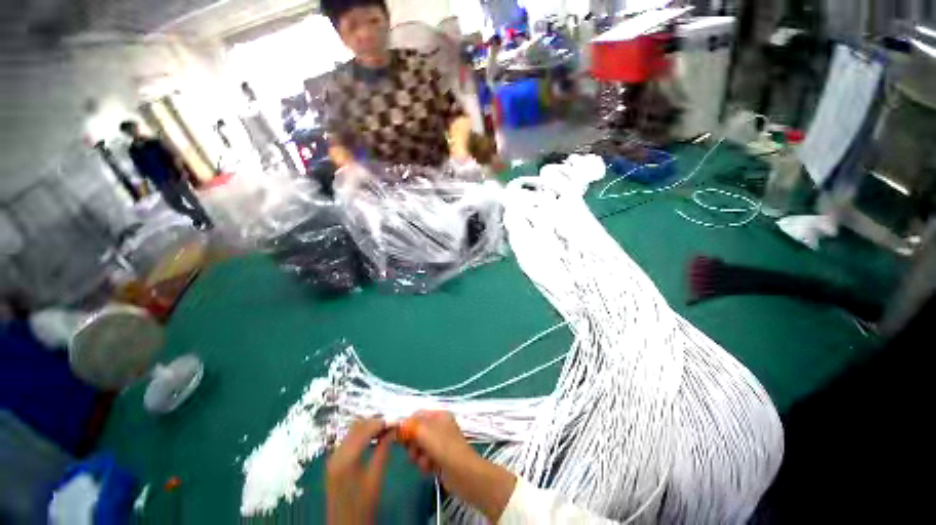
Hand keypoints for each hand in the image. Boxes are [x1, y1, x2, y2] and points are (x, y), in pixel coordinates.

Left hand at [327, 418, 392, 524]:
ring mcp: (333, 457)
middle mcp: (336, 454)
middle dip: (375, 422)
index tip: (396, 421)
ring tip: (385, 430)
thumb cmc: (363, 506)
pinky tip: (373, 439)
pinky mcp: (333, 461)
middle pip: (357, 426)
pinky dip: (361, 435)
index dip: (382, 422)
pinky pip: (348, 439)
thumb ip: (384, 450)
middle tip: (392, 424)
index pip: (366, 429)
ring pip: (352, 431)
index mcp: (346, 459)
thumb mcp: (376, 478)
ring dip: (368, 427)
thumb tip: (393, 430)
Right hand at [401, 411, 516, 522]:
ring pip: (418, 447)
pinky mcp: (439, 458)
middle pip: (416, 431)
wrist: (463, 473)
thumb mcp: (425, 432)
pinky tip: (429, 468)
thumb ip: (410, 427)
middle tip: (414, 451)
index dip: (406, 425)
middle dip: (412, 443)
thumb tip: (397, 425)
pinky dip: (424, 463)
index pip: (416, 415)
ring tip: (425, 461)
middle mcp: (439, 426)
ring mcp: (440, 443)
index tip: (397, 436)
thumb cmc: (445, 448)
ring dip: (418, 455)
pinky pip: (424, 458)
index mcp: (439, 415)